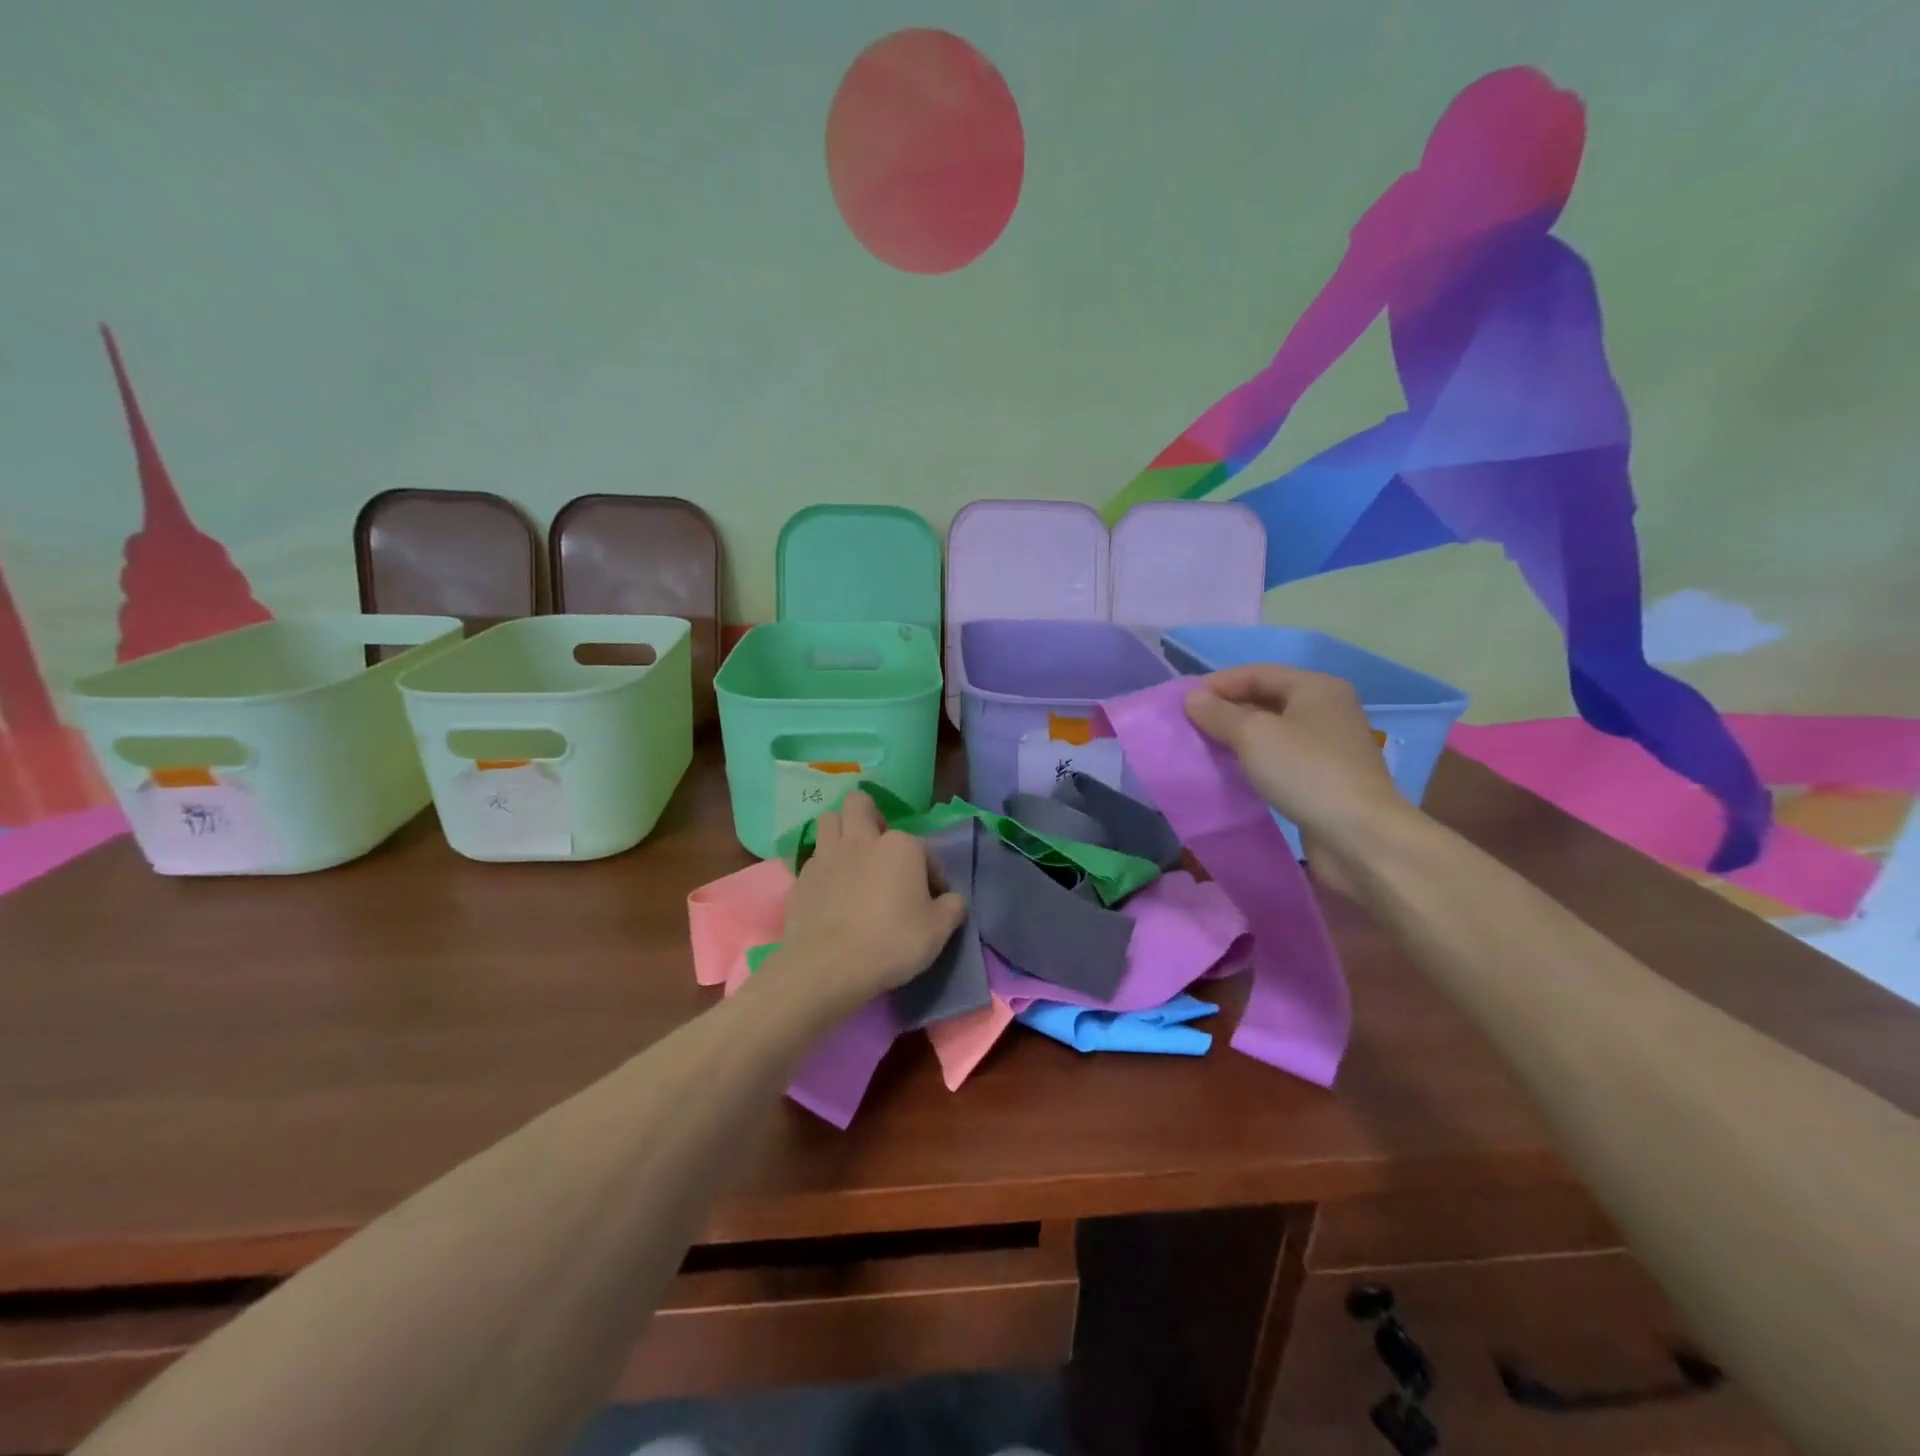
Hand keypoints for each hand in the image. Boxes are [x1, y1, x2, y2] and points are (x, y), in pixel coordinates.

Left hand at [775, 791, 967, 1010]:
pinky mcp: (802, 877)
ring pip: (829, 820)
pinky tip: (831, 889)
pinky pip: (813, 857)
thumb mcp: (938, 931)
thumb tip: (952, 899)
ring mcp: (827, 855)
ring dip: (841, 830)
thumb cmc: (891, 942)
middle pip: (860, 804)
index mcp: (900, 846)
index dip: (931, 872)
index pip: (924, 849)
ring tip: (851, 857)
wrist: (828, 966)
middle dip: (871, 816)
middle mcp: (862, 840)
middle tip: (880, 846)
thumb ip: (952, 907)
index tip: (932, 898)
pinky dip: (824, 866)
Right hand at [1184, 665, 1416, 890]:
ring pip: (1273, 731)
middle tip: (1190, 727)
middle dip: (1227, 710)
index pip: (1256, 672)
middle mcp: (1327, 709)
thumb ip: (1218, 714)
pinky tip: (1233, 773)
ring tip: (1205, 748)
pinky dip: (1255, 760)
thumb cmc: (1306, 772)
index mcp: (1316, 687)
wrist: (1360, 836)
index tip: (1183, 704)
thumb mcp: (1253, 736)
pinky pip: (1282, 758)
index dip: (1217, 684)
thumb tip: (1192, 698)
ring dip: (1239, 737)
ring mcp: (1330, 745)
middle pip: (1266, 699)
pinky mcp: (1326, 777)